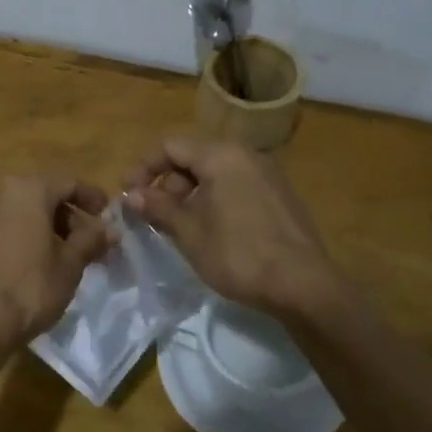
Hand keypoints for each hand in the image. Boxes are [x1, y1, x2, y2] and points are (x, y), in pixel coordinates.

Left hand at [0, 176, 114, 350]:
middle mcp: (1, 192)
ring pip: (23, 212)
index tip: (108, 216)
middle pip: (44, 196)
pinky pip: (5, 228)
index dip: (93, 198)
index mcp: (29, 190)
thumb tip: (111, 229)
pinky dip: (24, 237)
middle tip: (89, 242)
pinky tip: (36, 264)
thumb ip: (91, 240)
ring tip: (65, 256)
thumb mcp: (70, 264)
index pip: (69, 183)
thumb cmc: (30, 287)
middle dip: (69, 217)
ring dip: (47, 228)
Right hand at [125, 138, 338, 314]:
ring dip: (189, 195)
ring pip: (215, 174)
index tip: (127, 194)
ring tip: (177, 227)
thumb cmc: (239, 254)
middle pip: (193, 157)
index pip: (170, 146)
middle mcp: (246, 155)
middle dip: (167, 184)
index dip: (143, 167)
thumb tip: (131, 194)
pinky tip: (209, 231)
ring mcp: (267, 174)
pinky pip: (236, 186)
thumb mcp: (190, 232)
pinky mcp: (279, 196)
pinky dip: (214, 201)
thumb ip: (158, 207)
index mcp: (222, 155)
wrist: (304, 285)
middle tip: (152, 216)